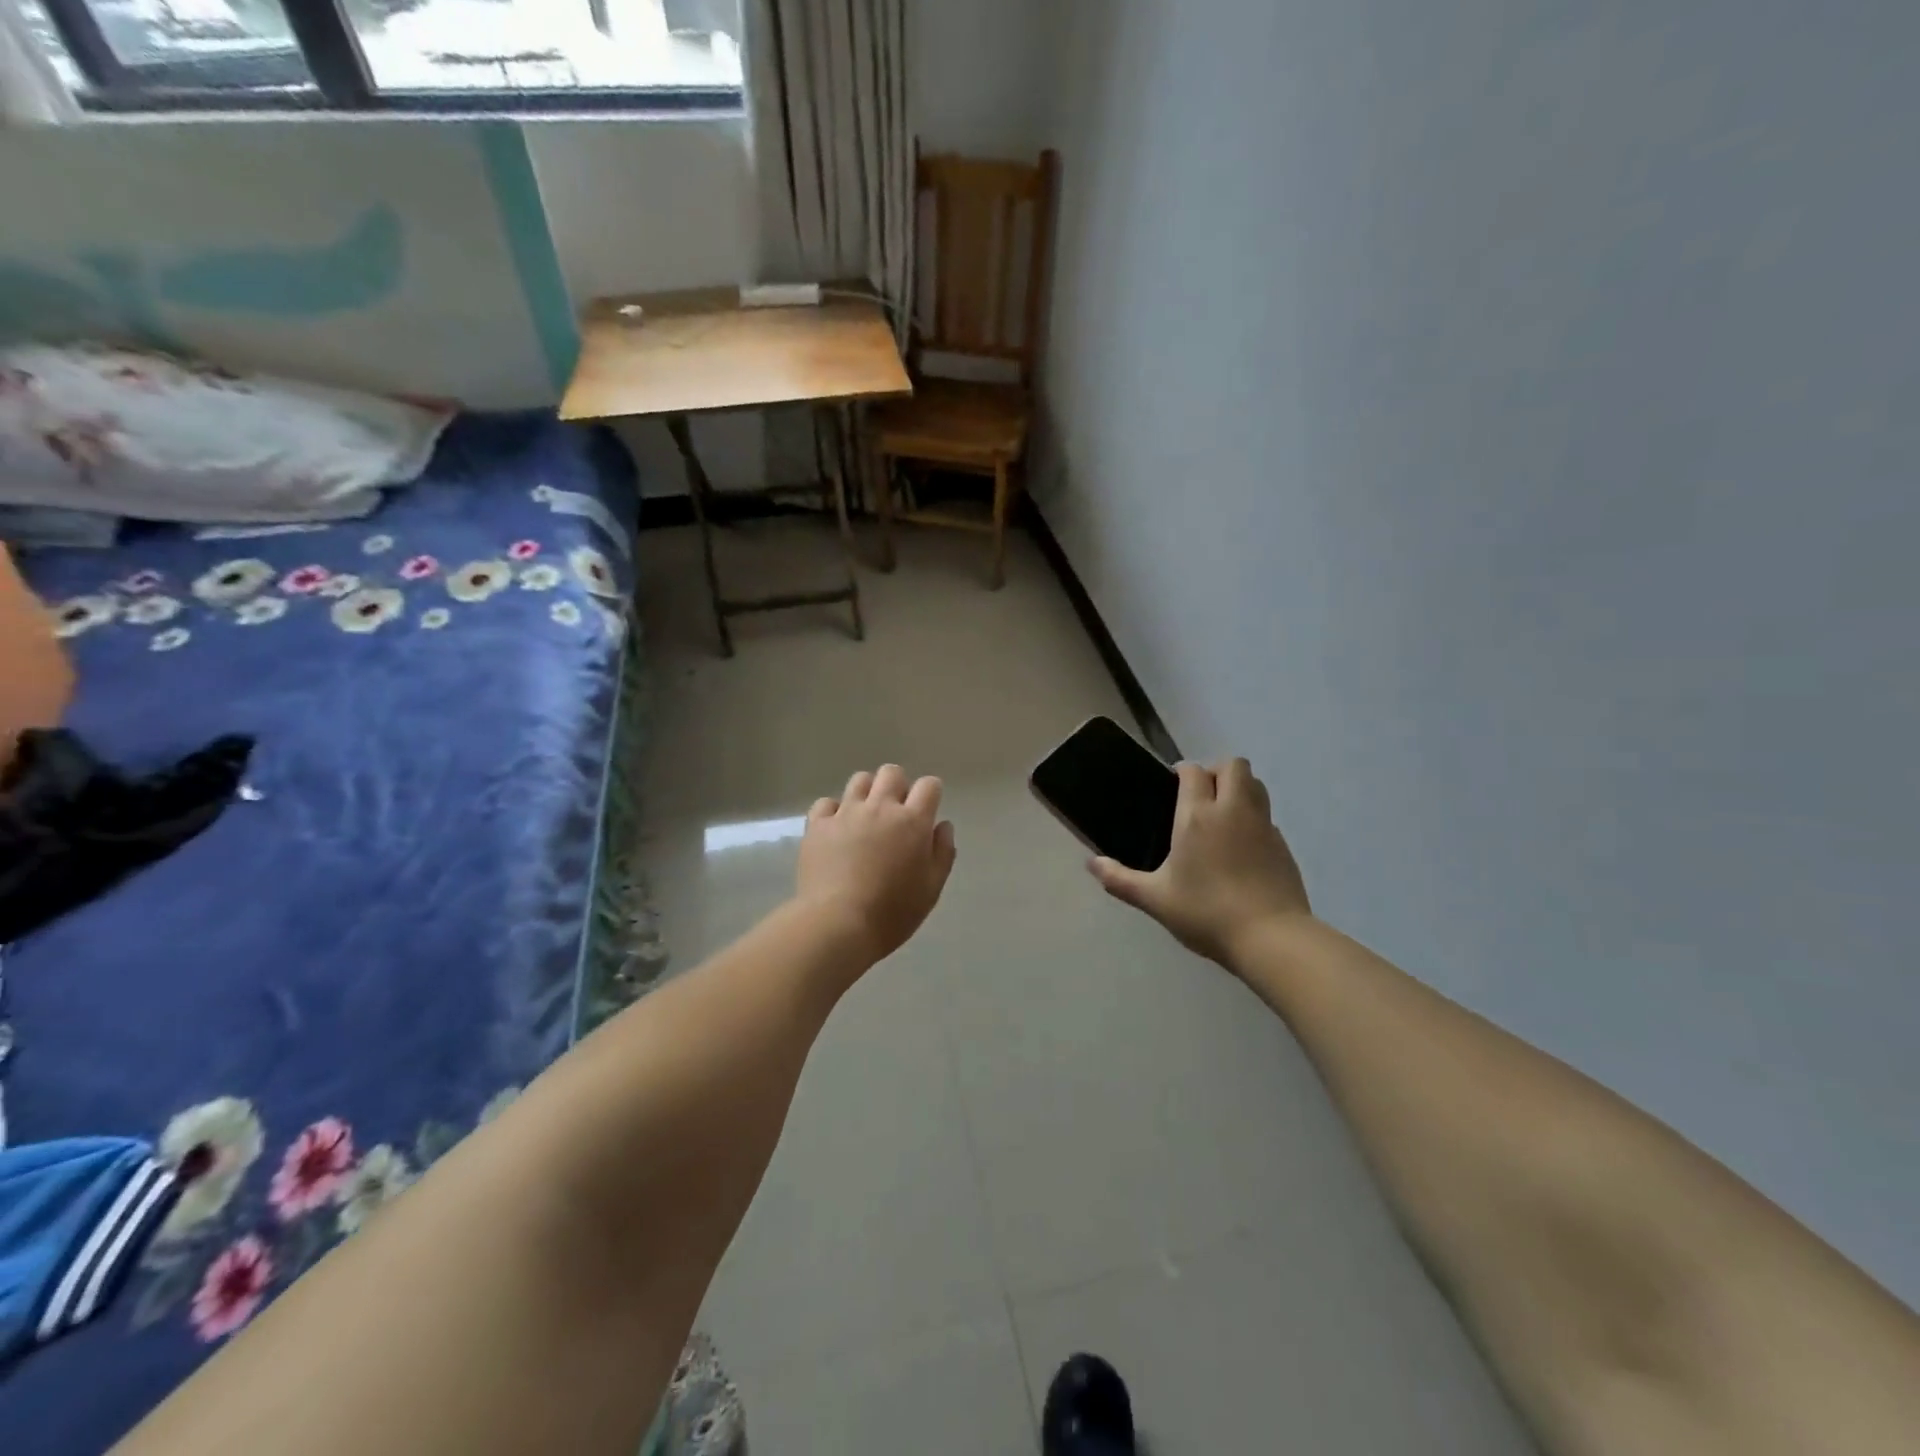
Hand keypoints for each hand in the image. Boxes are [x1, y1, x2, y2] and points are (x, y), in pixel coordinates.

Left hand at [796, 765, 956, 964]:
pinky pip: (826, 803)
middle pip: (892, 773)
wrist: (838, 924)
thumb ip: (942, 852)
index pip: (929, 785)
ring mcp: (846, 813)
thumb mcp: (932, 888)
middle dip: (898, 786)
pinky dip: (833, 811)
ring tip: (866, 816)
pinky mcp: (818, 825)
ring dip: (868, 792)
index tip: (927, 810)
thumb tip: (942, 826)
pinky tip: (836, 829)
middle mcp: (880, 807)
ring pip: (860, 780)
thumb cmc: (893, 912)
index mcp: (913, 821)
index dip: (931, 793)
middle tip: (896, 812)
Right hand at [1090, 758, 1310, 966]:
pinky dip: (1254, 820)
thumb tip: (1091, 864)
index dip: (1182, 772)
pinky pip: (1267, 816)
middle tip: (1200, 797)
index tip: (1171, 787)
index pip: (1193, 771)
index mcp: (1197, 816)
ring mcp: (1263, 826)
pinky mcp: (1283, 845)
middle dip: (1216, 771)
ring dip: (1239, 788)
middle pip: (1233, 765)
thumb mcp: (1155, 899)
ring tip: (1221, 816)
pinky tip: (1241, 849)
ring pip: (1256, 785)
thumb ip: (1120, 879)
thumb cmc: (1206, 913)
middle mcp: (1232, 810)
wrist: (1271, 938)